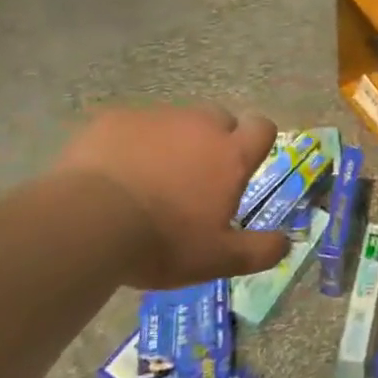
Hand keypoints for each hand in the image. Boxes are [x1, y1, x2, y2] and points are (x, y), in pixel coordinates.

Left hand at [56, 105, 290, 289]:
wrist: (89, 222)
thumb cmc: (163, 242)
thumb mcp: (218, 259)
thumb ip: (259, 250)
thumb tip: (287, 242)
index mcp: (230, 155)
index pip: (261, 127)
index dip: (257, 141)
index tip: (245, 163)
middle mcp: (198, 126)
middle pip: (218, 119)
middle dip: (214, 140)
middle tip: (196, 178)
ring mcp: (155, 117)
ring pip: (175, 122)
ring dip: (173, 142)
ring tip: (150, 179)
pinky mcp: (115, 119)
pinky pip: (134, 125)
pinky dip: (132, 143)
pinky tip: (115, 172)